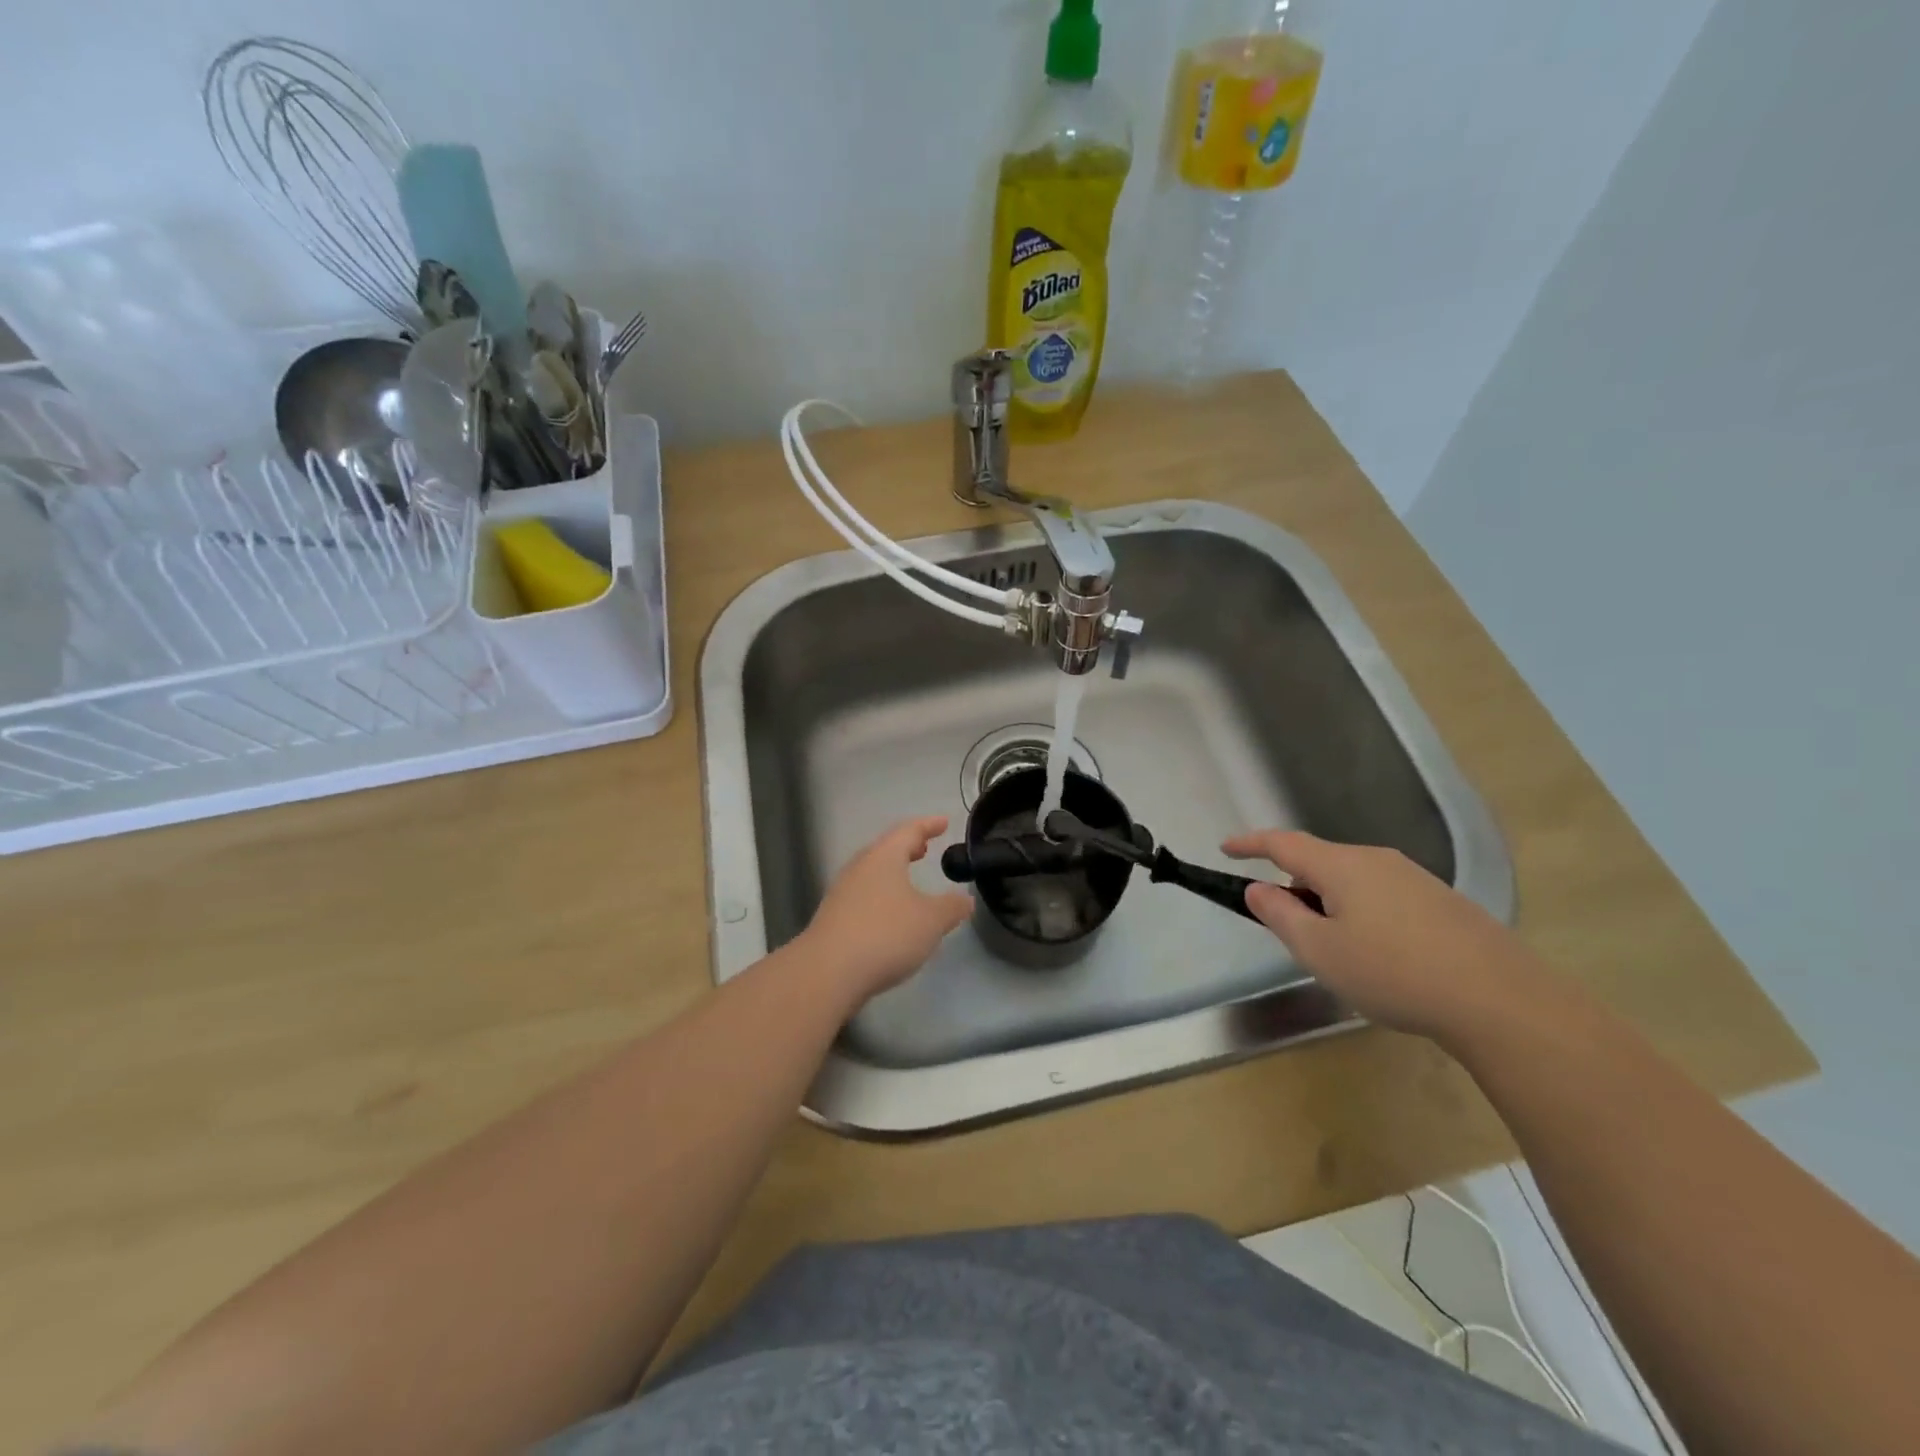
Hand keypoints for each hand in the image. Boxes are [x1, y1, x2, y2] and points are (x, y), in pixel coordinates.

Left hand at [800, 816, 972, 1003]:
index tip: (944, 822)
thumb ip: (952, 907)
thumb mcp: (931, 920)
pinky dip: (882, 894)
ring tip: (910, 879)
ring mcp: (843, 893)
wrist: (828, 972)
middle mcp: (860, 868)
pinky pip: (864, 895)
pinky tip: (891, 914)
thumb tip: (965, 899)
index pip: (909, 830)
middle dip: (907, 847)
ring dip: (893, 871)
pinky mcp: (834, 918)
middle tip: (925, 847)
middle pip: (886, 849)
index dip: (928, 825)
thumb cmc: (886, 934)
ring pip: (873, 872)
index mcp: (884, 857)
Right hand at [1222, 829, 1547, 1040]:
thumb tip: (1258, 888)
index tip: (1225, 848)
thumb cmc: (1392, 972)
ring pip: (1353, 880)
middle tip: (1285, 924)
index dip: (1250, 844)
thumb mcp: (1319, 950)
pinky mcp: (1442, 902)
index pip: (1282, 843)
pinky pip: (1383, 895)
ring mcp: (1414, 878)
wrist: (1501, 1000)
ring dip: (1329, 901)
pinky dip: (1361, 912)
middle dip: (1294, 883)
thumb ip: (1280, 915)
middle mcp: (1377, 860)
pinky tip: (1378, 955)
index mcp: (1341, 865)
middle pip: (1320, 861)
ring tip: (1333, 948)